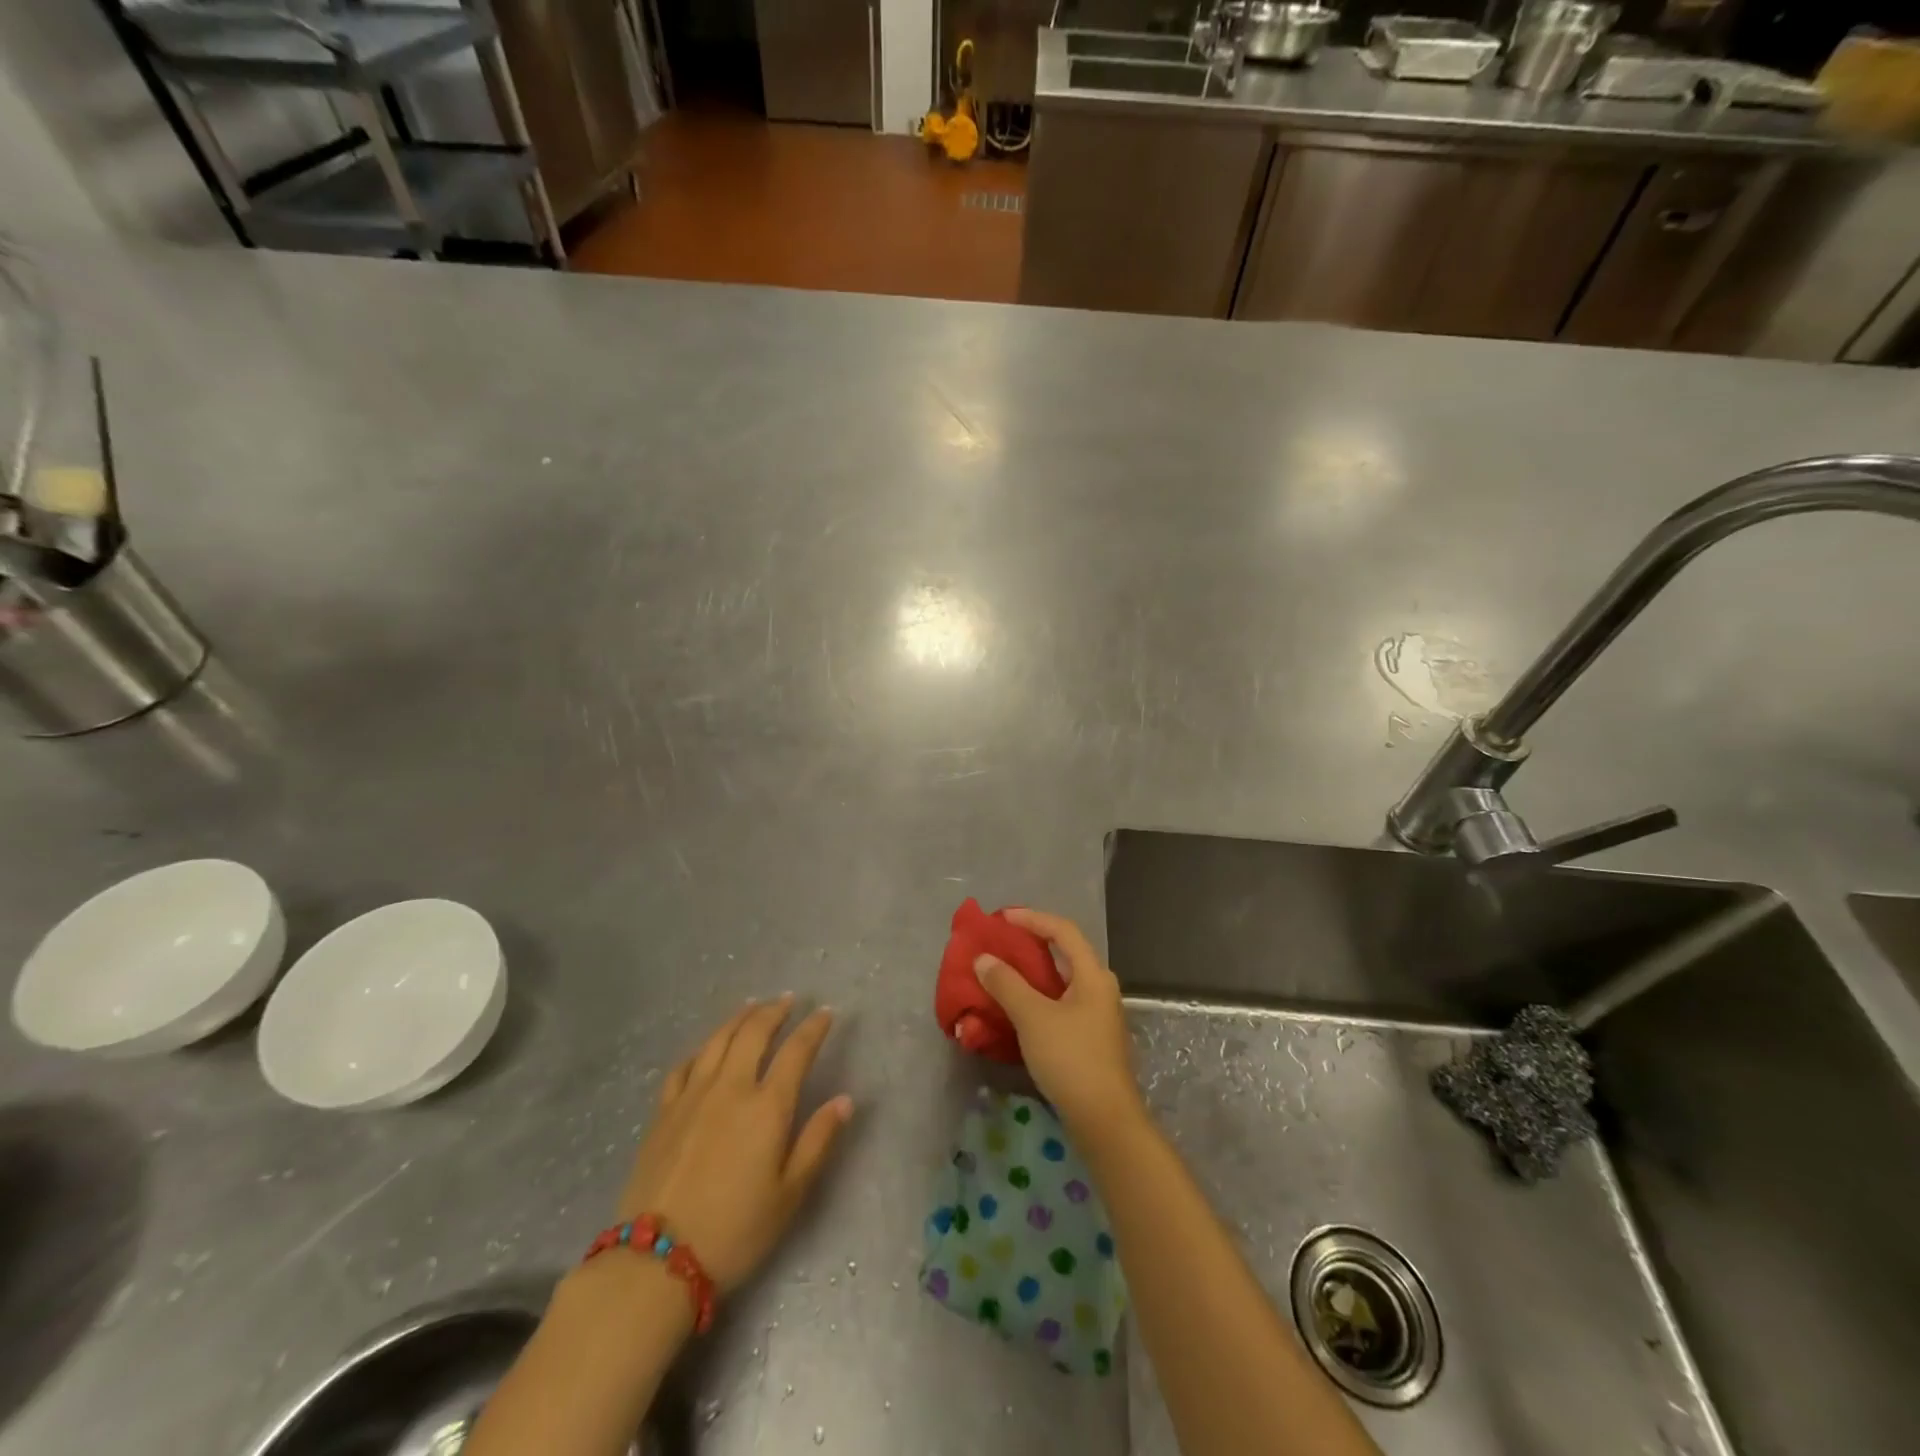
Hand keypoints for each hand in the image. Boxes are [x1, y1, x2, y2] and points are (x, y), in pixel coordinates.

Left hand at [618, 996, 852, 1291]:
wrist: (655, 1261)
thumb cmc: (735, 1231)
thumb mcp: (789, 1194)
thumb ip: (818, 1141)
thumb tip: (845, 1100)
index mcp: (767, 1106)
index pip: (796, 1051)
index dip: (814, 1028)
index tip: (825, 1013)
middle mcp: (731, 1087)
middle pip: (754, 1032)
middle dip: (774, 1011)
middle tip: (788, 1000)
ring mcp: (692, 1095)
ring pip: (718, 1039)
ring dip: (739, 1018)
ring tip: (752, 1007)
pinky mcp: (663, 1111)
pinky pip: (684, 1064)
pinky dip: (702, 1047)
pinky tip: (707, 1047)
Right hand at [975, 908, 1142, 1137]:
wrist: (1105, 1120)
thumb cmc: (1071, 1058)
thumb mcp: (1033, 1017)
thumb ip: (1006, 984)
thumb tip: (983, 959)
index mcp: (1093, 974)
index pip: (1063, 930)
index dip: (1032, 918)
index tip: (1001, 918)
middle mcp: (1100, 988)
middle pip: (1064, 953)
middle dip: (1030, 944)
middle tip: (1000, 943)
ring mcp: (1097, 1015)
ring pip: (1061, 981)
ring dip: (1031, 973)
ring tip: (1002, 972)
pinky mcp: (1090, 1038)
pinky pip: (1060, 1004)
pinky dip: (1037, 997)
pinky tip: (1016, 1008)